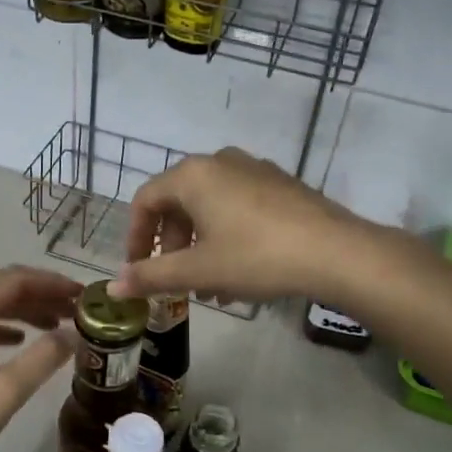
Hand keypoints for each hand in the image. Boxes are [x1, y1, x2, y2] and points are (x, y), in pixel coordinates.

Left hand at [0, 266, 79, 451]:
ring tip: (59, 325)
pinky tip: (23, 342)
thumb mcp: (4, 392)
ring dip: (27, 311)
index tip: (83, 296)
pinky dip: (8, 328)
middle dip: (42, 295)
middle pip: (3, 290)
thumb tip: (74, 334)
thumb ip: (42, 358)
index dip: (52, 283)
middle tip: (77, 311)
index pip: (14, 280)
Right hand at [109, 147, 375, 304]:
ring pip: (210, 208)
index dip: (136, 238)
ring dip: (201, 248)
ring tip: (210, 289)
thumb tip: (114, 286)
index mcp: (193, 174)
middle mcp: (220, 162)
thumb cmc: (256, 256)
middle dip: (173, 247)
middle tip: (176, 282)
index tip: (138, 271)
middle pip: (178, 203)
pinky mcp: (281, 185)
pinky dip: (227, 237)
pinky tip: (240, 275)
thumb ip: (152, 276)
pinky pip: (238, 207)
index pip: (145, 200)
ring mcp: (254, 170)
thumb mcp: (199, 270)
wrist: (336, 252)